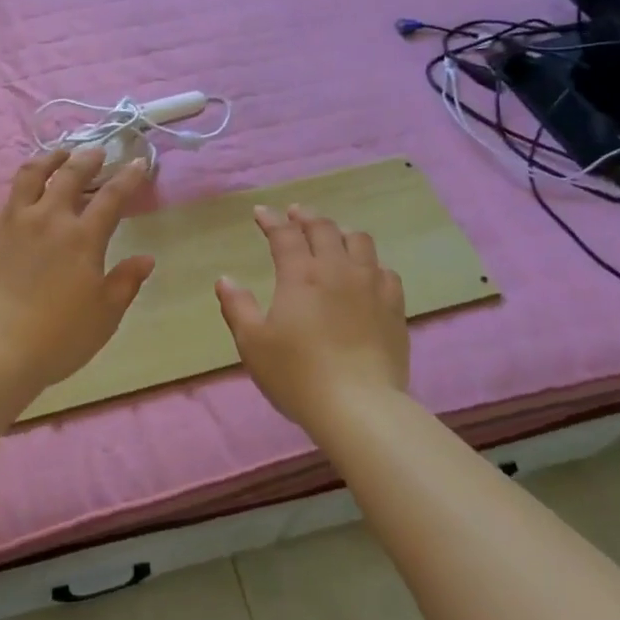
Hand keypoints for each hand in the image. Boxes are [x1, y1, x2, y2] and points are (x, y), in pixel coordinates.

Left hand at [0, 147, 154, 399]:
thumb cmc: (57, 339)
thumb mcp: (104, 316)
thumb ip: (125, 283)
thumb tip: (146, 258)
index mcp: (83, 238)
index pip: (113, 197)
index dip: (129, 177)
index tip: (139, 161)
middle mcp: (48, 218)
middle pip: (70, 176)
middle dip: (86, 159)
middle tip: (95, 151)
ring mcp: (9, 220)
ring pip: (28, 176)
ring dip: (45, 160)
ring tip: (54, 154)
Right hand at [215, 204, 409, 428]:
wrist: (359, 406)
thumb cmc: (297, 374)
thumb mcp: (253, 343)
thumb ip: (237, 307)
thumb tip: (225, 280)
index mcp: (301, 275)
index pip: (284, 235)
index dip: (271, 220)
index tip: (260, 213)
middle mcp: (337, 269)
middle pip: (324, 229)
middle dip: (305, 217)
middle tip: (294, 214)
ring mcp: (371, 286)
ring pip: (360, 241)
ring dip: (341, 232)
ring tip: (332, 236)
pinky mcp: (394, 306)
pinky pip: (385, 270)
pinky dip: (370, 263)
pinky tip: (366, 272)